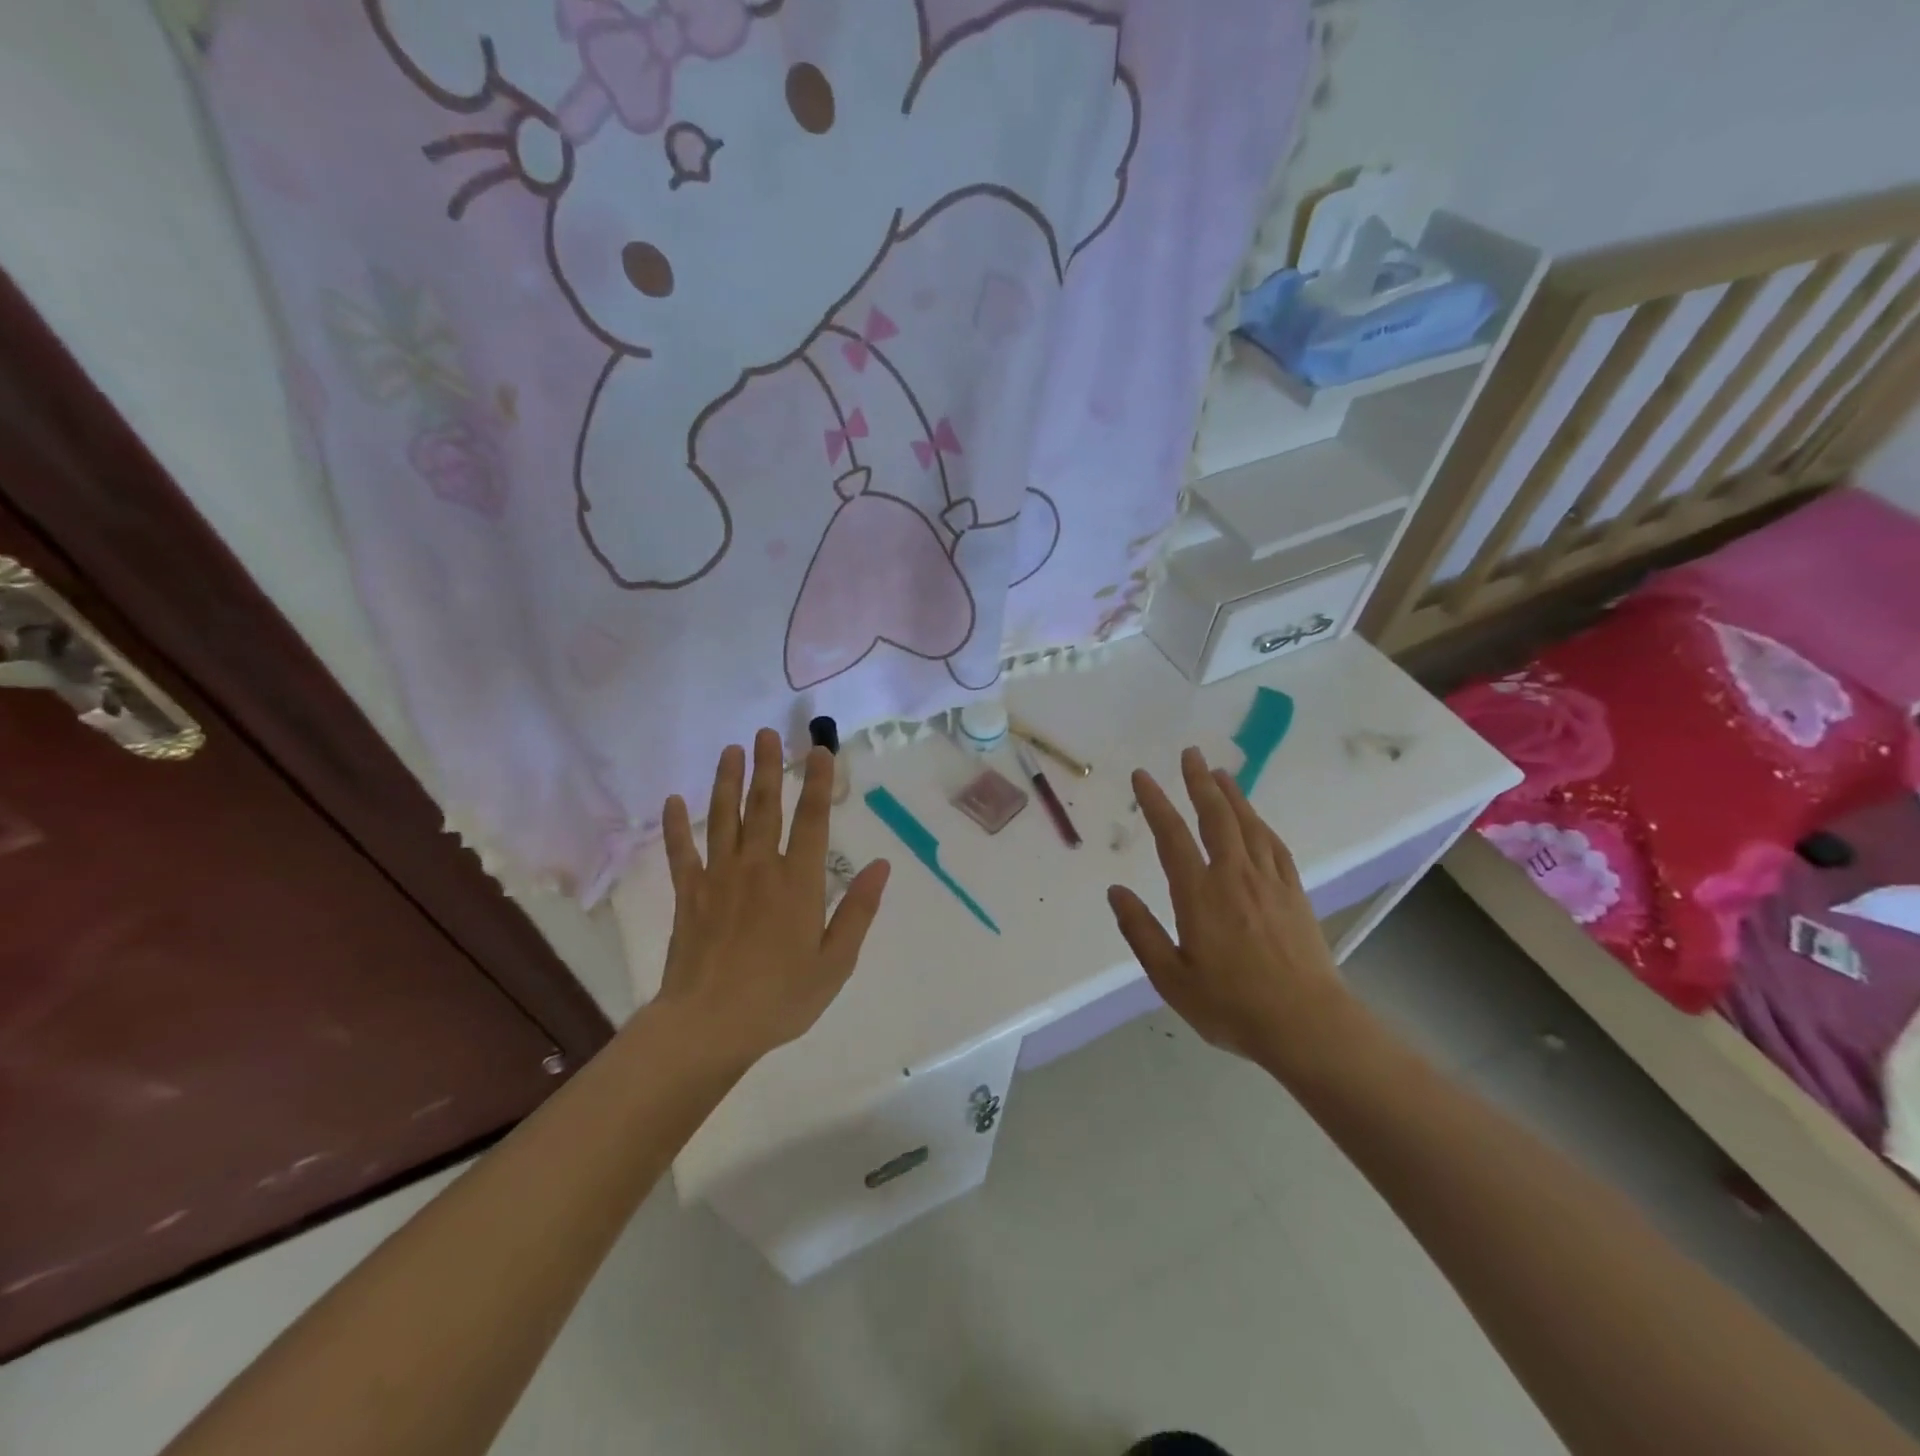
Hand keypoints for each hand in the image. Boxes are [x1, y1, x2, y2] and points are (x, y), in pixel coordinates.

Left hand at [658, 729, 889, 1066]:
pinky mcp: (690, 894)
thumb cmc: (782, 997)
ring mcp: (720, 877)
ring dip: (727, 781)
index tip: (819, 751)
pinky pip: (681, 851)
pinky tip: (672, 800)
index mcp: (799, 881)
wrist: (710, 1025)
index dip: (818, 783)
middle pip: (765, 806)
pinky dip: (676, 825)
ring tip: (730, 750)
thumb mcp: (836, 961)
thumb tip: (880, 865)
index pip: (813, 820)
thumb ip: (858, 910)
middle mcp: (760, 867)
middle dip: (768, 767)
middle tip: (766, 733)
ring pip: (724, 818)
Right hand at [1107, 747, 1350, 1069]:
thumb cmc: (1231, 1005)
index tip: (1142, 777)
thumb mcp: (1171, 978)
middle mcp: (1234, 877)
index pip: (1172, 837)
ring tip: (1218, 773)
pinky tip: (1255, 819)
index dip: (1155, 803)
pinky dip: (1260, 824)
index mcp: (1199, 895)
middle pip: (1215, 817)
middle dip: (1198, 782)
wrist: (1307, 1025)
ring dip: (1231, 795)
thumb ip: (1141, 932)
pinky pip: (1274, 846)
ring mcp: (1269, 882)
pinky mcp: (1294, 893)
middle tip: (1188, 753)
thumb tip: (1116, 891)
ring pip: (1247, 825)